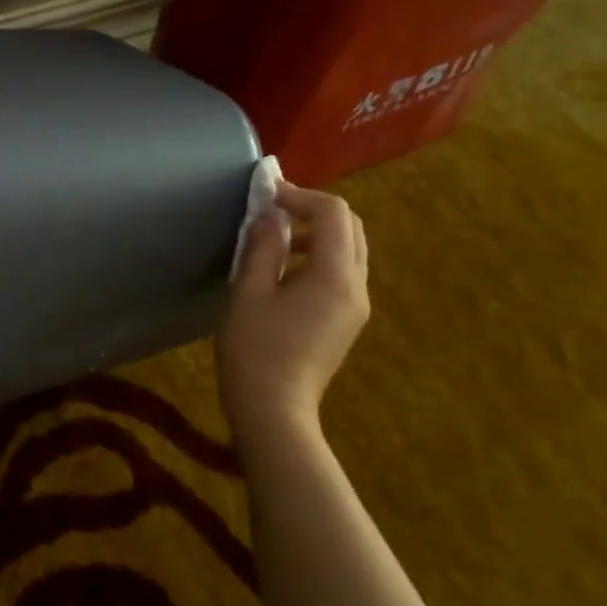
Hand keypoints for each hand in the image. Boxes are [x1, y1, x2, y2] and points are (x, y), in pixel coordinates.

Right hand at [218, 183, 369, 435]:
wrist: (274, 410)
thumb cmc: (255, 350)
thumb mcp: (249, 292)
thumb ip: (263, 247)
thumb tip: (270, 216)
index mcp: (336, 276)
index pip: (334, 213)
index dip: (301, 195)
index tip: (266, 195)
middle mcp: (356, 287)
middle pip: (350, 227)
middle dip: (313, 210)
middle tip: (272, 210)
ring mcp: (355, 307)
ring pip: (349, 250)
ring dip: (317, 233)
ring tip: (275, 240)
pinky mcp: (346, 321)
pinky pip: (341, 273)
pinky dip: (319, 257)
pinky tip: (284, 271)